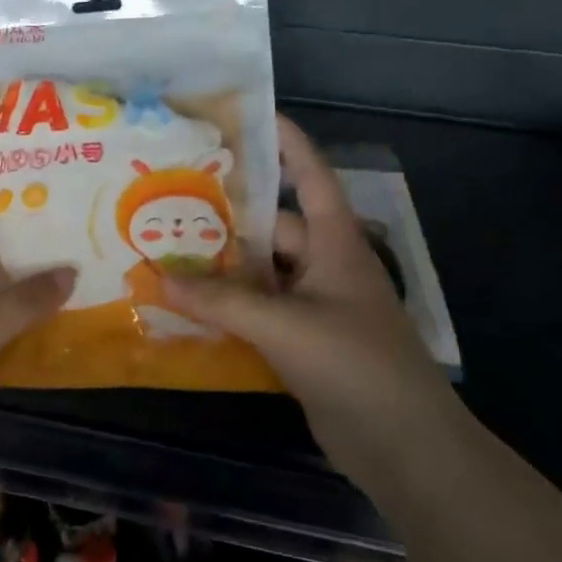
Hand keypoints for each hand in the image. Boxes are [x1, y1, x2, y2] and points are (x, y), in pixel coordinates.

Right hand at [162, 116, 459, 468]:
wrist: (404, 445)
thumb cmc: (356, 365)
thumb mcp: (285, 326)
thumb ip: (221, 301)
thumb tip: (157, 277)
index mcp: (334, 243)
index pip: (310, 175)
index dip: (284, 142)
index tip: (246, 115)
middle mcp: (323, 265)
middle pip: (268, 228)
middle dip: (223, 217)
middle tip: (167, 201)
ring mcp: (312, 305)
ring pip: (256, 273)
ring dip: (217, 268)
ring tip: (163, 251)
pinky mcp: (300, 341)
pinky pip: (255, 310)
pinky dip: (224, 307)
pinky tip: (185, 306)